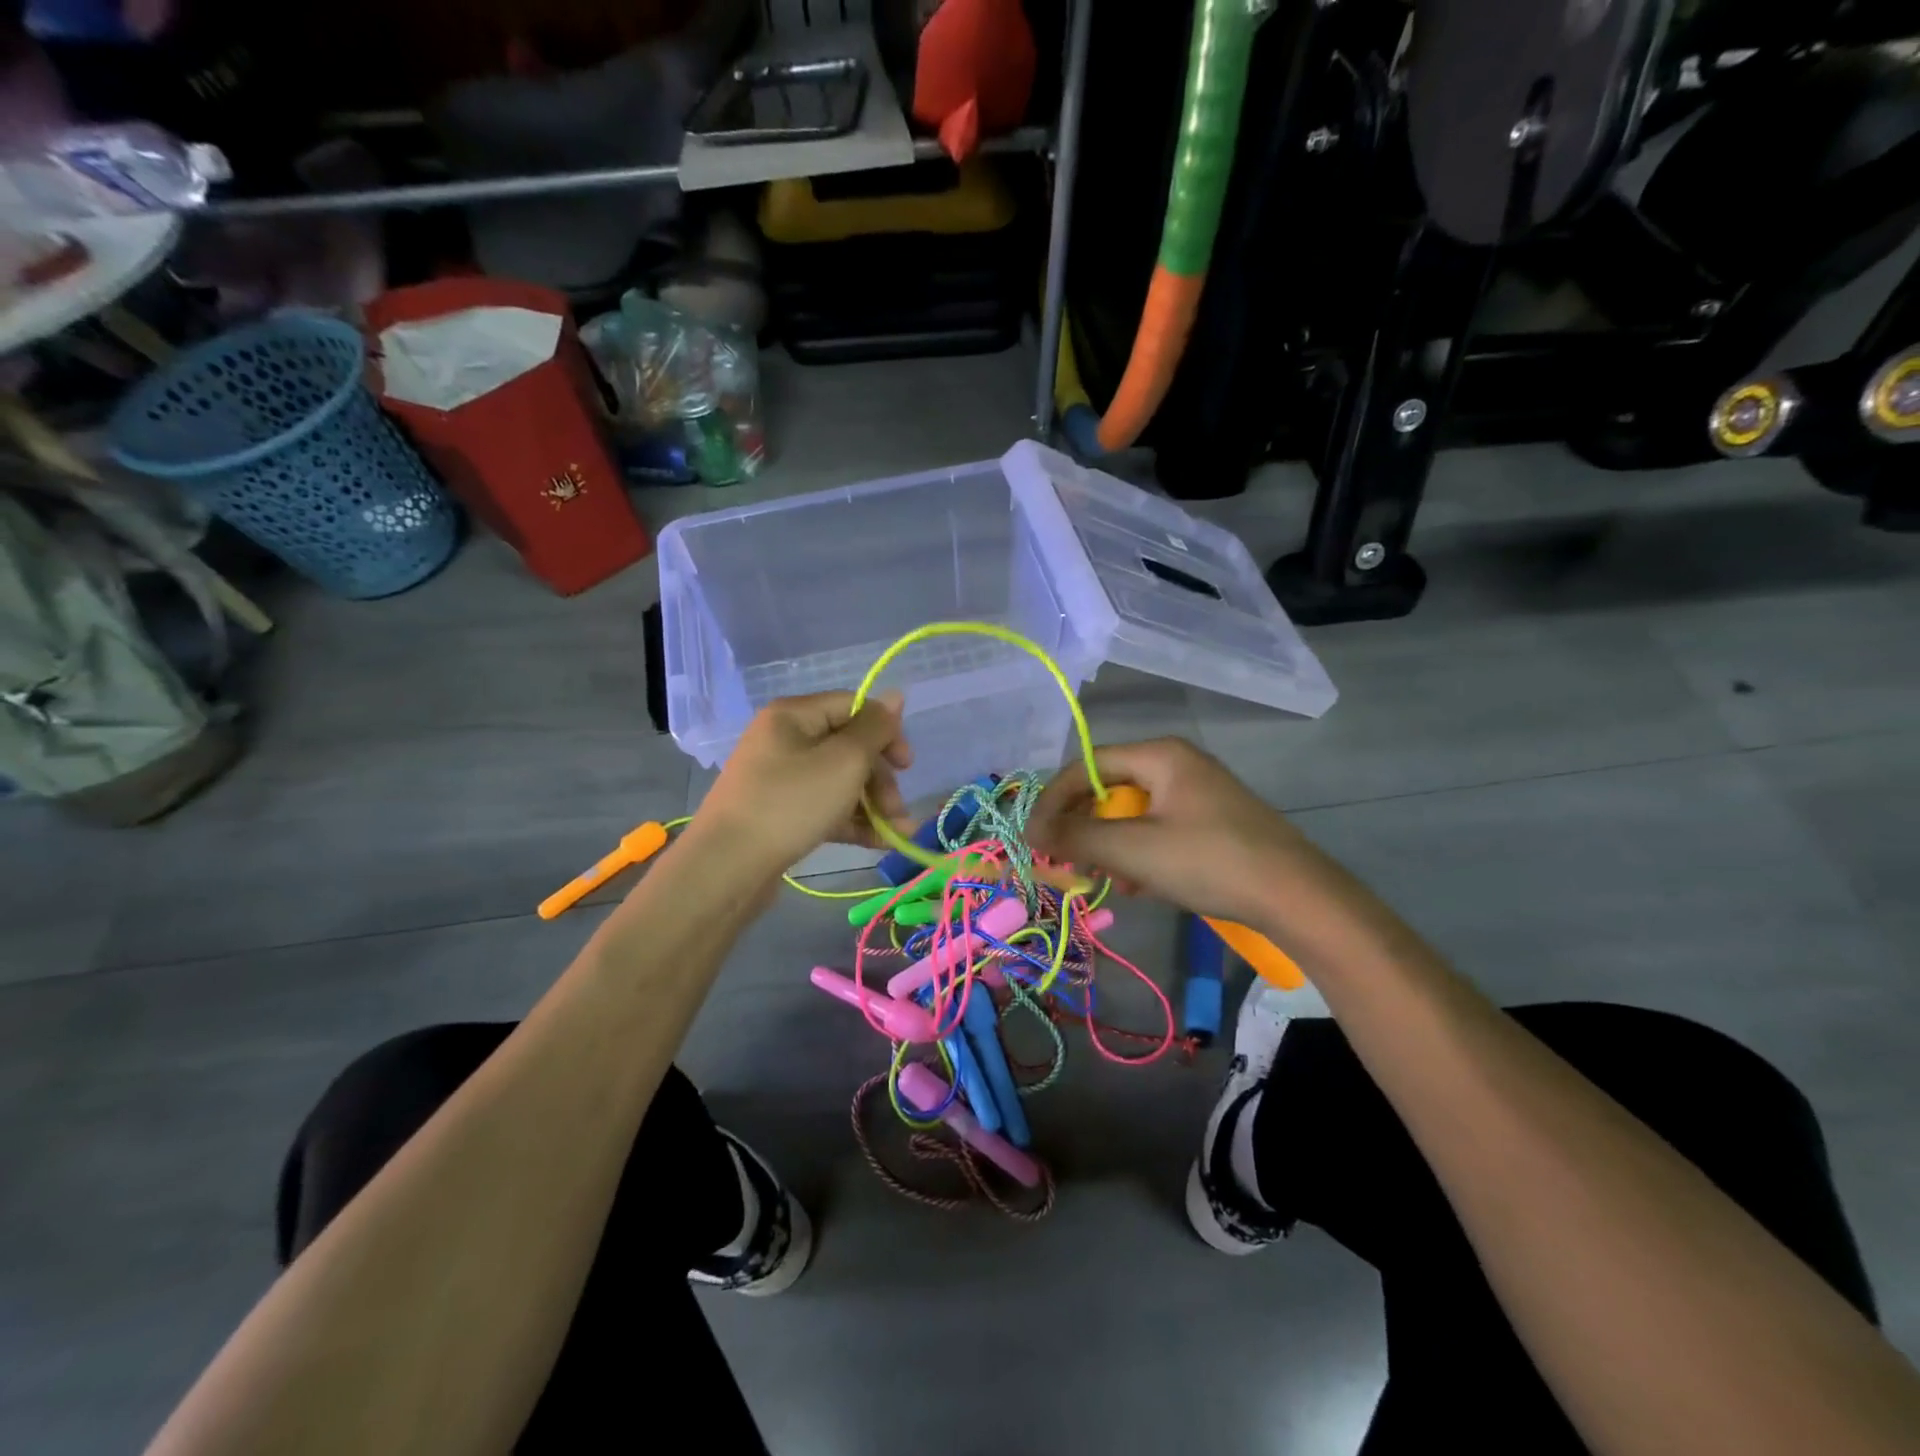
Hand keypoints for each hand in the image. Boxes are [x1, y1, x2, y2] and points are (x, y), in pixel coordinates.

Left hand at [689, 691, 913, 880]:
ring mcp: (781, 779)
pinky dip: (853, 821)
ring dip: (874, 804)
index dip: (886, 732)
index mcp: (794, 716)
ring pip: (841, 781)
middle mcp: (786, 740)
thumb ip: (875, 728)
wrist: (726, 868)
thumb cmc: (791, 803)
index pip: (853, 708)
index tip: (907, 765)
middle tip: (898, 810)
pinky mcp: (782, 813)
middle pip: (849, 747)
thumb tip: (896, 696)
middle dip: (881, 779)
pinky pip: (826, 807)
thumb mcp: (844, 761)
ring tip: (897, 833)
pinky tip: (879, 843)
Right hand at [1027, 738, 1323, 926]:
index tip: (1034, 838)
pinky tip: (1140, 885)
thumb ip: (1078, 837)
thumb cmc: (1211, 862)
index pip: (1087, 766)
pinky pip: (1157, 830)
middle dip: (1084, 828)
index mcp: (1161, 755)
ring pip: (1132, 814)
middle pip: (1108, 789)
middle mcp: (1177, 764)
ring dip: (1111, 846)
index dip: (1054, 801)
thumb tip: (1033, 830)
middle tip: (1066, 861)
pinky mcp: (1211, 822)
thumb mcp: (1135, 850)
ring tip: (1108, 879)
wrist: (1298, 897)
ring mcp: (1197, 794)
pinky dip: (1140, 854)